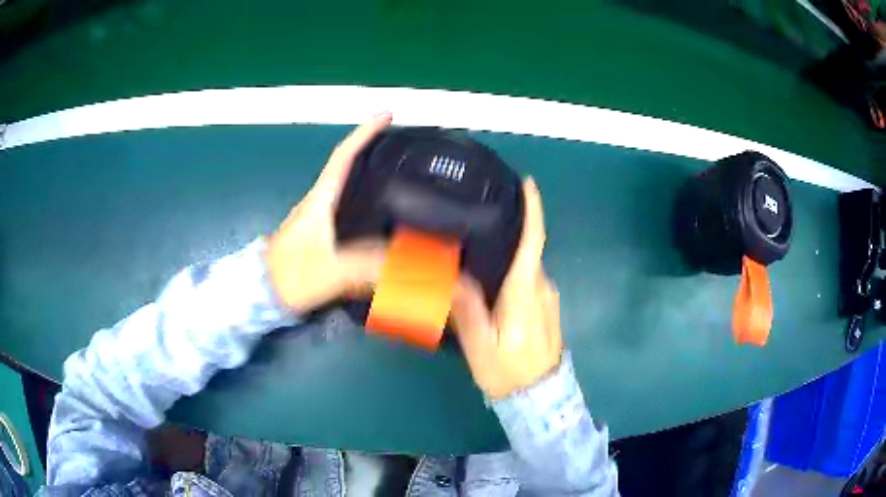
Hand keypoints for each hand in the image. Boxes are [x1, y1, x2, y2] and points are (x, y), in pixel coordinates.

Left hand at [266, 113, 391, 313]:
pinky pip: (346, 207)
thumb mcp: (329, 271)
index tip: (386, 115)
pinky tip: (378, 215)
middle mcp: (317, 202)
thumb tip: (401, 258)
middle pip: (347, 166)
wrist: (262, 292)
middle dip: (371, 150)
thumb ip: (365, 265)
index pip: (343, 156)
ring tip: (397, 176)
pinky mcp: (317, 233)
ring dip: (368, 174)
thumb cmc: (289, 276)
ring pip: (346, 187)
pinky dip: (364, 200)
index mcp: (319, 200)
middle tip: (400, 146)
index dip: (364, 133)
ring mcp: (316, 217)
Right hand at [451, 178, 562, 398]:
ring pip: (526, 267)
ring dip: (507, 255)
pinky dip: (511, 272)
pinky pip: (527, 280)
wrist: (539, 398)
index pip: (533, 241)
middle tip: (475, 221)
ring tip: (475, 250)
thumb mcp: (480, 344)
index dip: (533, 210)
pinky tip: (489, 280)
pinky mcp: (545, 308)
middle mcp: (542, 288)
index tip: (527, 183)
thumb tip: (453, 274)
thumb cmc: (509, 372)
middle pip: (527, 251)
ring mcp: (547, 298)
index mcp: (526, 292)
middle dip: (509, 231)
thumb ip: (468, 308)